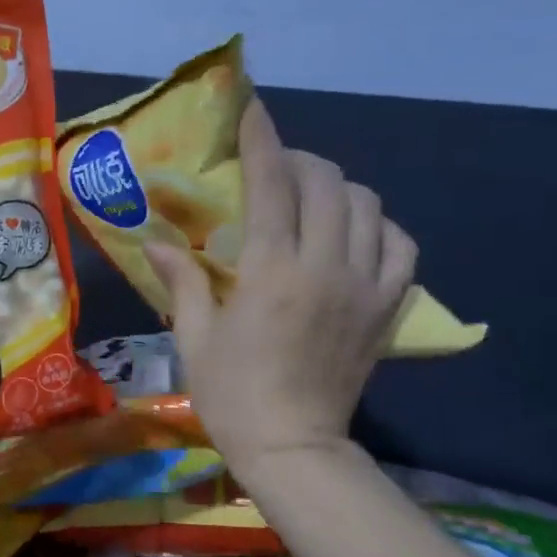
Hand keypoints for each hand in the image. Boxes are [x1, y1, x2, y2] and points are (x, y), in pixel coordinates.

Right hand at [147, 100, 415, 480]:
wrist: (294, 448)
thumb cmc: (231, 394)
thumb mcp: (193, 337)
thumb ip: (181, 280)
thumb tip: (155, 240)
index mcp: (272, 273)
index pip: (272, 184)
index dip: (261, 139)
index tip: (252, 109)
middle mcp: (326, 268)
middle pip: (327, 183)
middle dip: (299, 160)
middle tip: (274, 167)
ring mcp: (365, 287)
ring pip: (369, 206)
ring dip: (338, 188)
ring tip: (312, 197)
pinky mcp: (387, 308)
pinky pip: (401, 246)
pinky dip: (379, 227)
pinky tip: (354, 234)